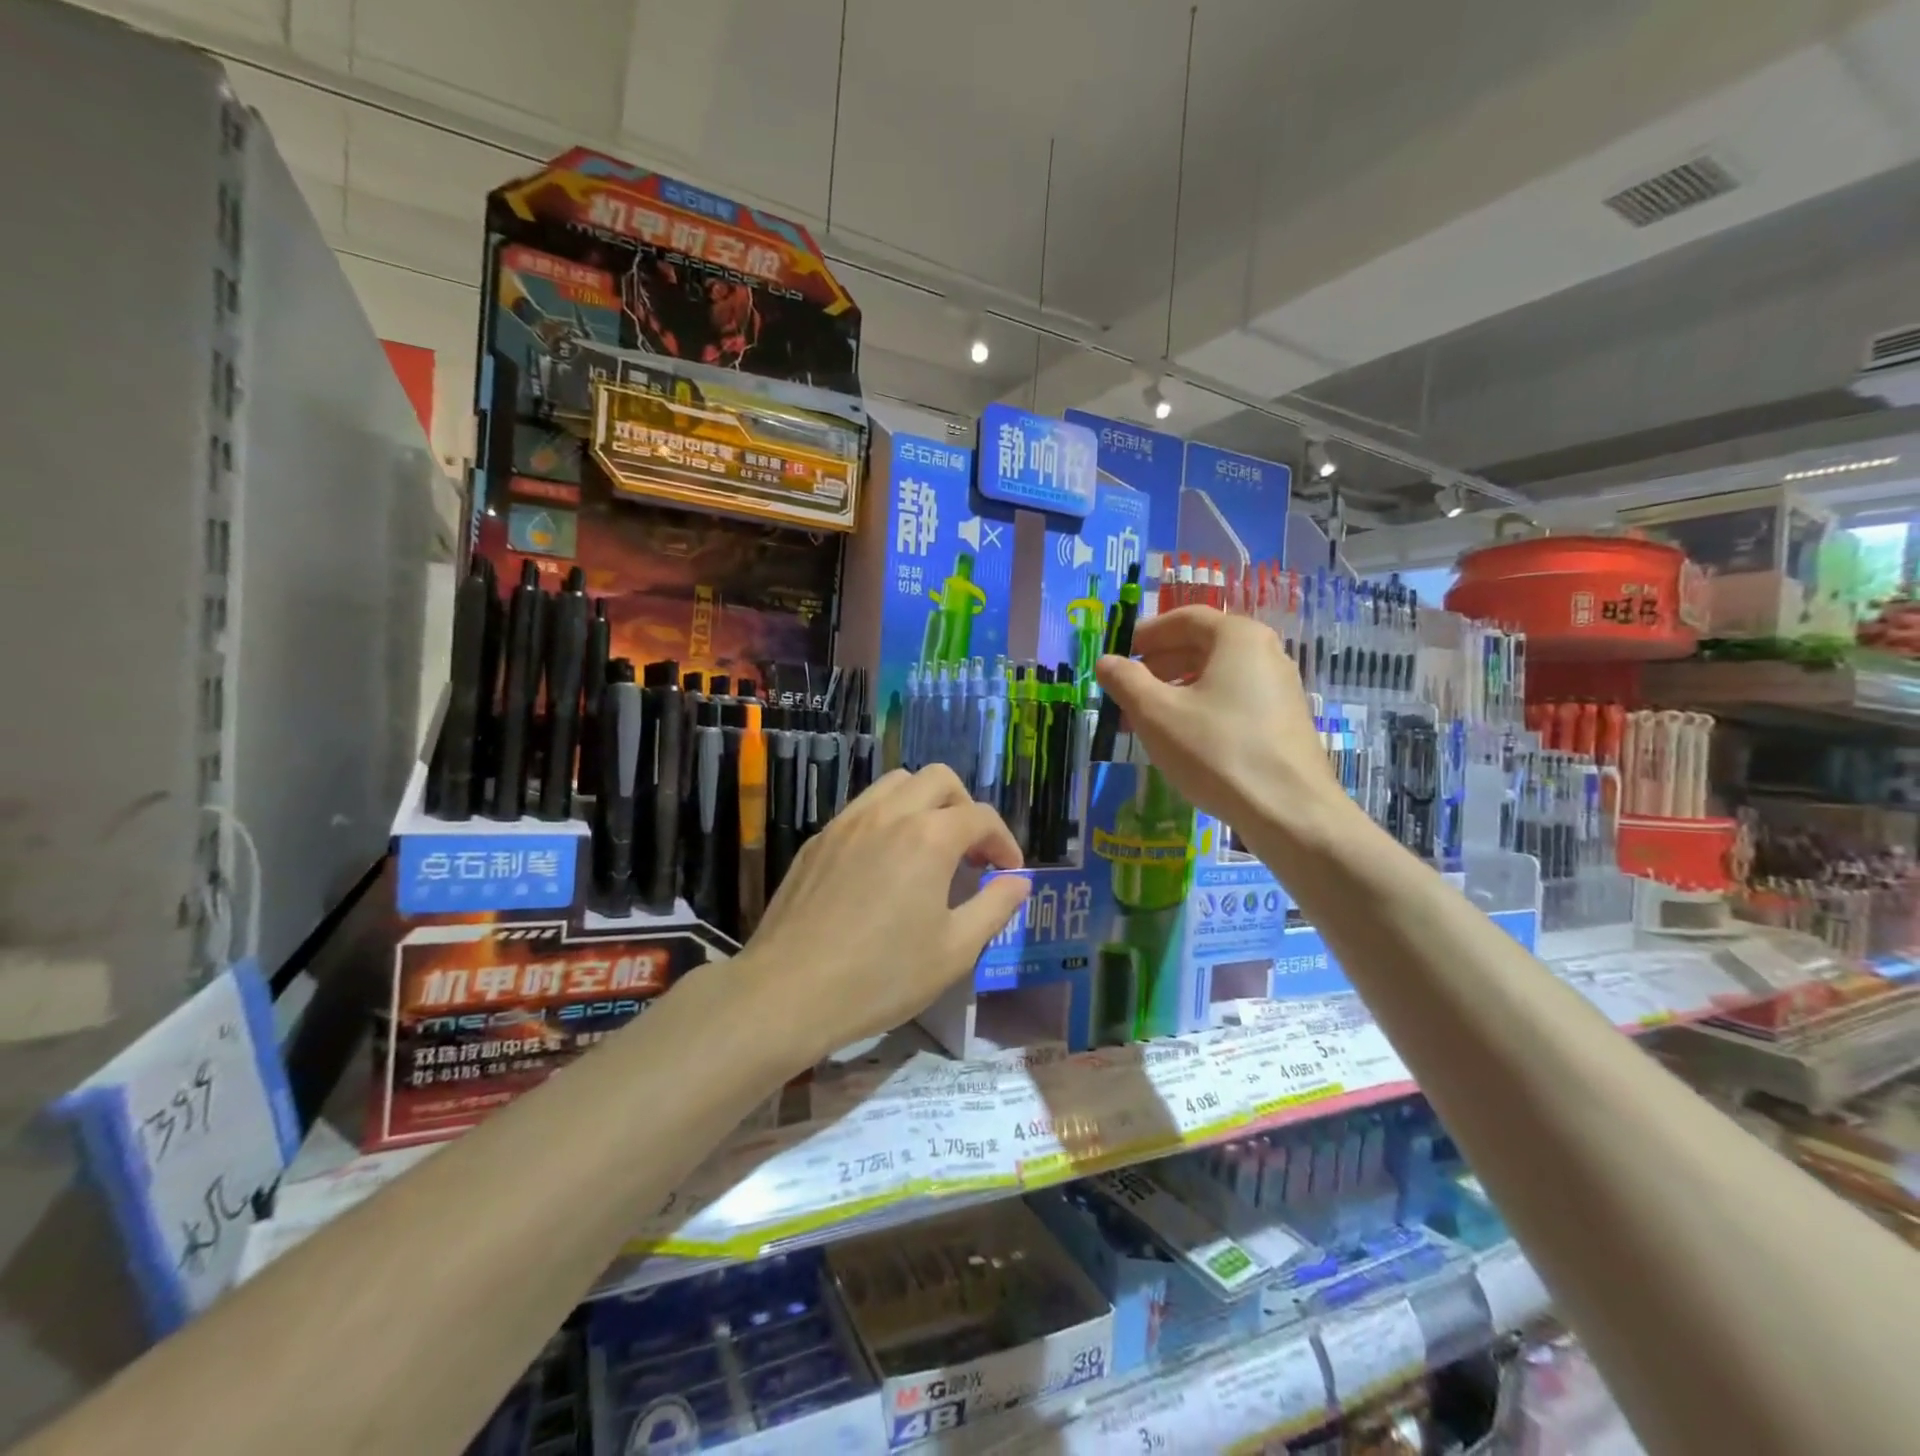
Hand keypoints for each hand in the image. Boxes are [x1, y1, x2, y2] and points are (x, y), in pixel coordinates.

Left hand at [739, 765, 1031, 1065]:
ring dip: (924, 803)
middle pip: (939, 779)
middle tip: (971, 851)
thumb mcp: (954, 951)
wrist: (789, 992)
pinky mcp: (818, 840)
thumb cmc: (881, 976)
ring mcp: (847, 822)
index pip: (981, 817)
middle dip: (965, 806)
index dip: (1004, 841)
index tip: (1008, 872)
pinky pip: (862, 808)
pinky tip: (884, 864)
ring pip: (895, 783)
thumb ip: (994, 907)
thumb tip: (1018, 881)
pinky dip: (887, 819)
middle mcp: (889, 814)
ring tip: (929, 847)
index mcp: (929, 837)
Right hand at [1094, 607, 1340, 835]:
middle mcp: (1266, 652)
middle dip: (1161, 662)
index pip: (1185, 618)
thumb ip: (1126, 680)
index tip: (1121, 654)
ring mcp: (1281, 687)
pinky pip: (1235, 699)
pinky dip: (1204, 706)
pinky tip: (1185, 737)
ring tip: (1150, 716)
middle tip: (1129, 687)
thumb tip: (1106, 661)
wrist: (1288, 811)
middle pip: (1204, 644)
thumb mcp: (1156, 714)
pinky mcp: (1284, 720)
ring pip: (1219, 675)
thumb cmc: (1216, 751)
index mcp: (1238, 637)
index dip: (1148, 633)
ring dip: (1179, 687)